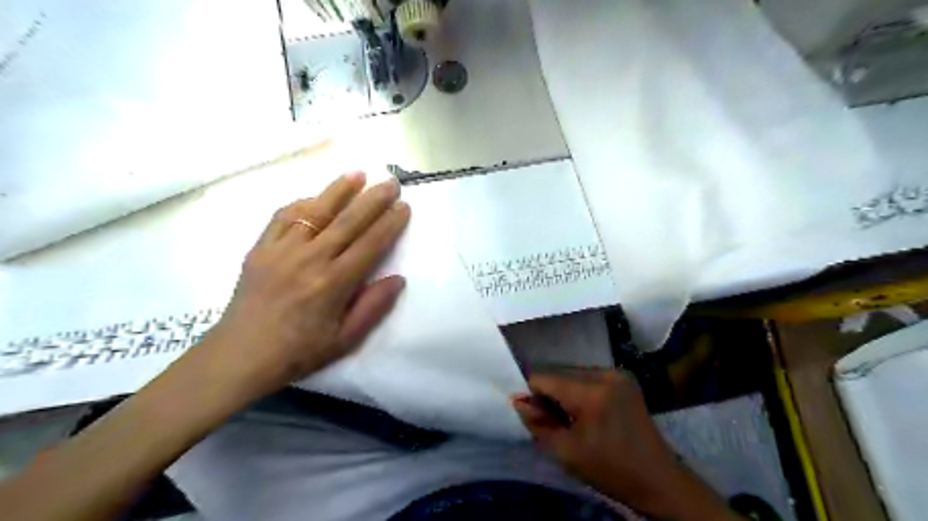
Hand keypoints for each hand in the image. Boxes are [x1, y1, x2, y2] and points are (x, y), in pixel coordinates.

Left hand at [202, 172, 407, 401]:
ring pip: (315, 211)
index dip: (390, 223)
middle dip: (373, 199)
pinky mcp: (260, 249)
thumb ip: (373, 307)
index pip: (370, 244)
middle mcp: (309, 259)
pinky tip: (315, 197)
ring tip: (358, 174)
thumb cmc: (299, 352)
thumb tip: (398, 278)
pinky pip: (282, 217)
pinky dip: (301, 203)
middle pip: (348, 221)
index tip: (404, 206)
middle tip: (391, 182)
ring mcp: (281, 250)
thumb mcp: (345, 340)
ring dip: (339, 190)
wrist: (240, 355)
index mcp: (333, 283)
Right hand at [512, 372, 679, 511]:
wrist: (658, 479)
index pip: (544, 378)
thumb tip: (517, 399)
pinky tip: (587, 411)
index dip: (532, 395)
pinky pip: (588, 376)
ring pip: (572, 373)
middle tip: (556, 422)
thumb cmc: (610, 470)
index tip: (535, 416)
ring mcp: (617, 373)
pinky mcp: (624, 377)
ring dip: (564, 391)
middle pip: (559, 373)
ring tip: (573, 418)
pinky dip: (579, 390)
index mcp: (591, 392)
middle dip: (549, 394)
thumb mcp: (566, 452)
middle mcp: (604, 373)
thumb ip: (537, 423)